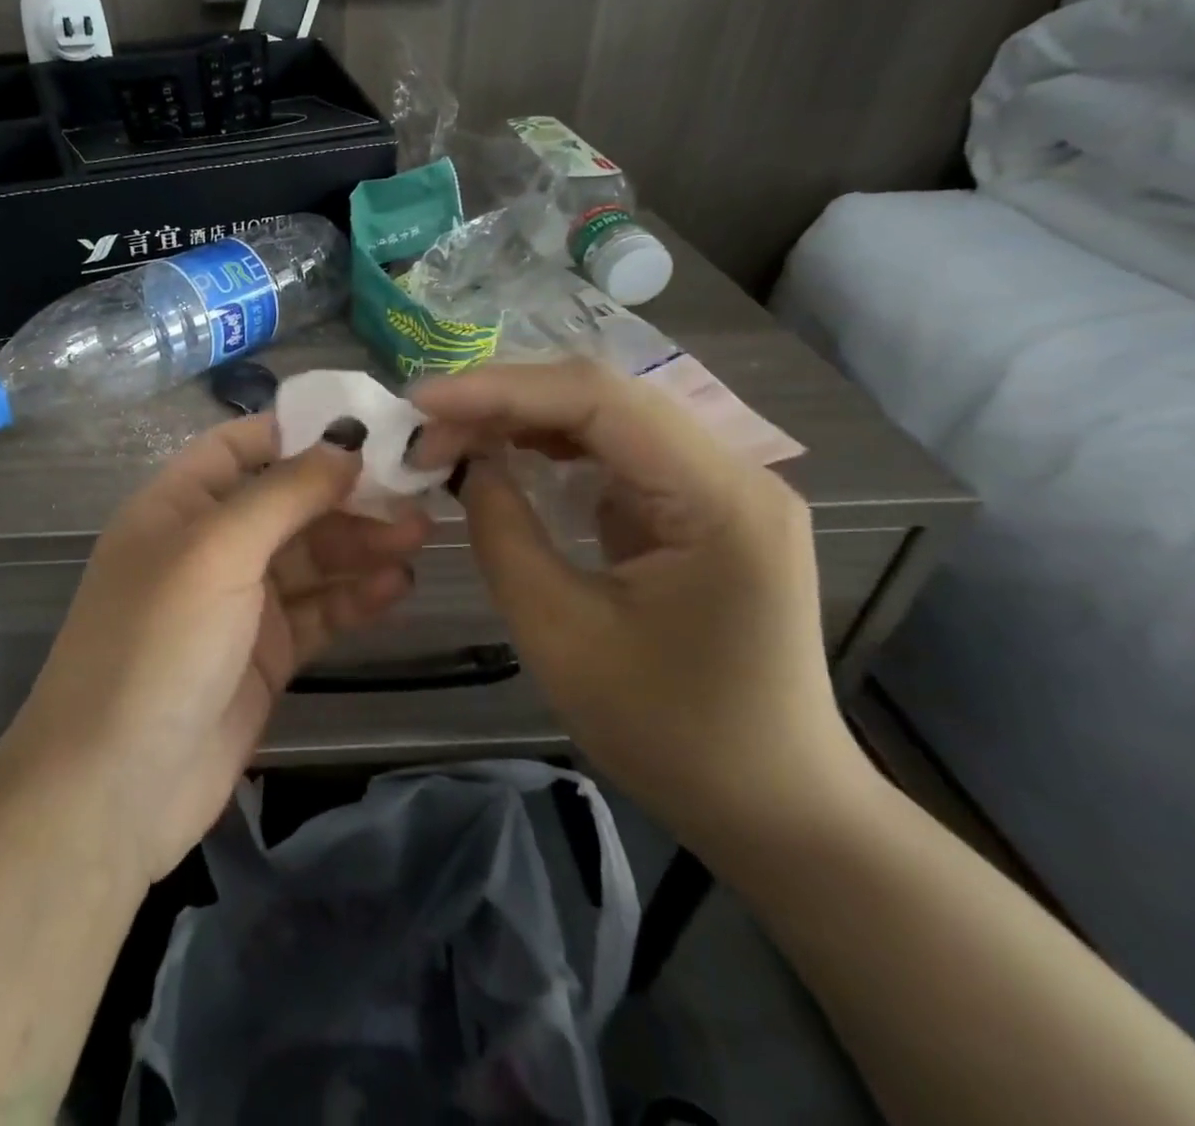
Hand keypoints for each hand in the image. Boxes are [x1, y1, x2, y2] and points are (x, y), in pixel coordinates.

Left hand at [0, 414, 431, 884]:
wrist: (115, 790)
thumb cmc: (157, 645)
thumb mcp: (216, 551)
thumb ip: (284, 492)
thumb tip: (345, 442)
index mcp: (178, 505)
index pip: (241, 445)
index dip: (299, 431)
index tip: (368, 430)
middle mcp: (208, 547)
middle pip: (286, 503)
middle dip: (346, 496)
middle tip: (416, 494)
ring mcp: (237, 604)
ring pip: (309, 558)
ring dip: (360, 545)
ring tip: (418, 537)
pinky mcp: (264, 656)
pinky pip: (316, 612)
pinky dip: (353, 598)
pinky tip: (395, 588)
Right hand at [411, 361, 863, 855]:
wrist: (772, 804)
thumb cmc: (670, 734)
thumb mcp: (561, 634)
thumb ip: (504, 533)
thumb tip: (468, 463)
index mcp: (719, 498)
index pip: (598, 400)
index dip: (500, 390)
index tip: (422, 402)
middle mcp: (733, 471)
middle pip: (603, 397)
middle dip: (506, 401)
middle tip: (428, 426)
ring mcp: (721, 486)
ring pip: (607, 418)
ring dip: (525, 420)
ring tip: (454, 437)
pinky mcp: (700, 507)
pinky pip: (617, 453)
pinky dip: (552, 449)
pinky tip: (508, 457)